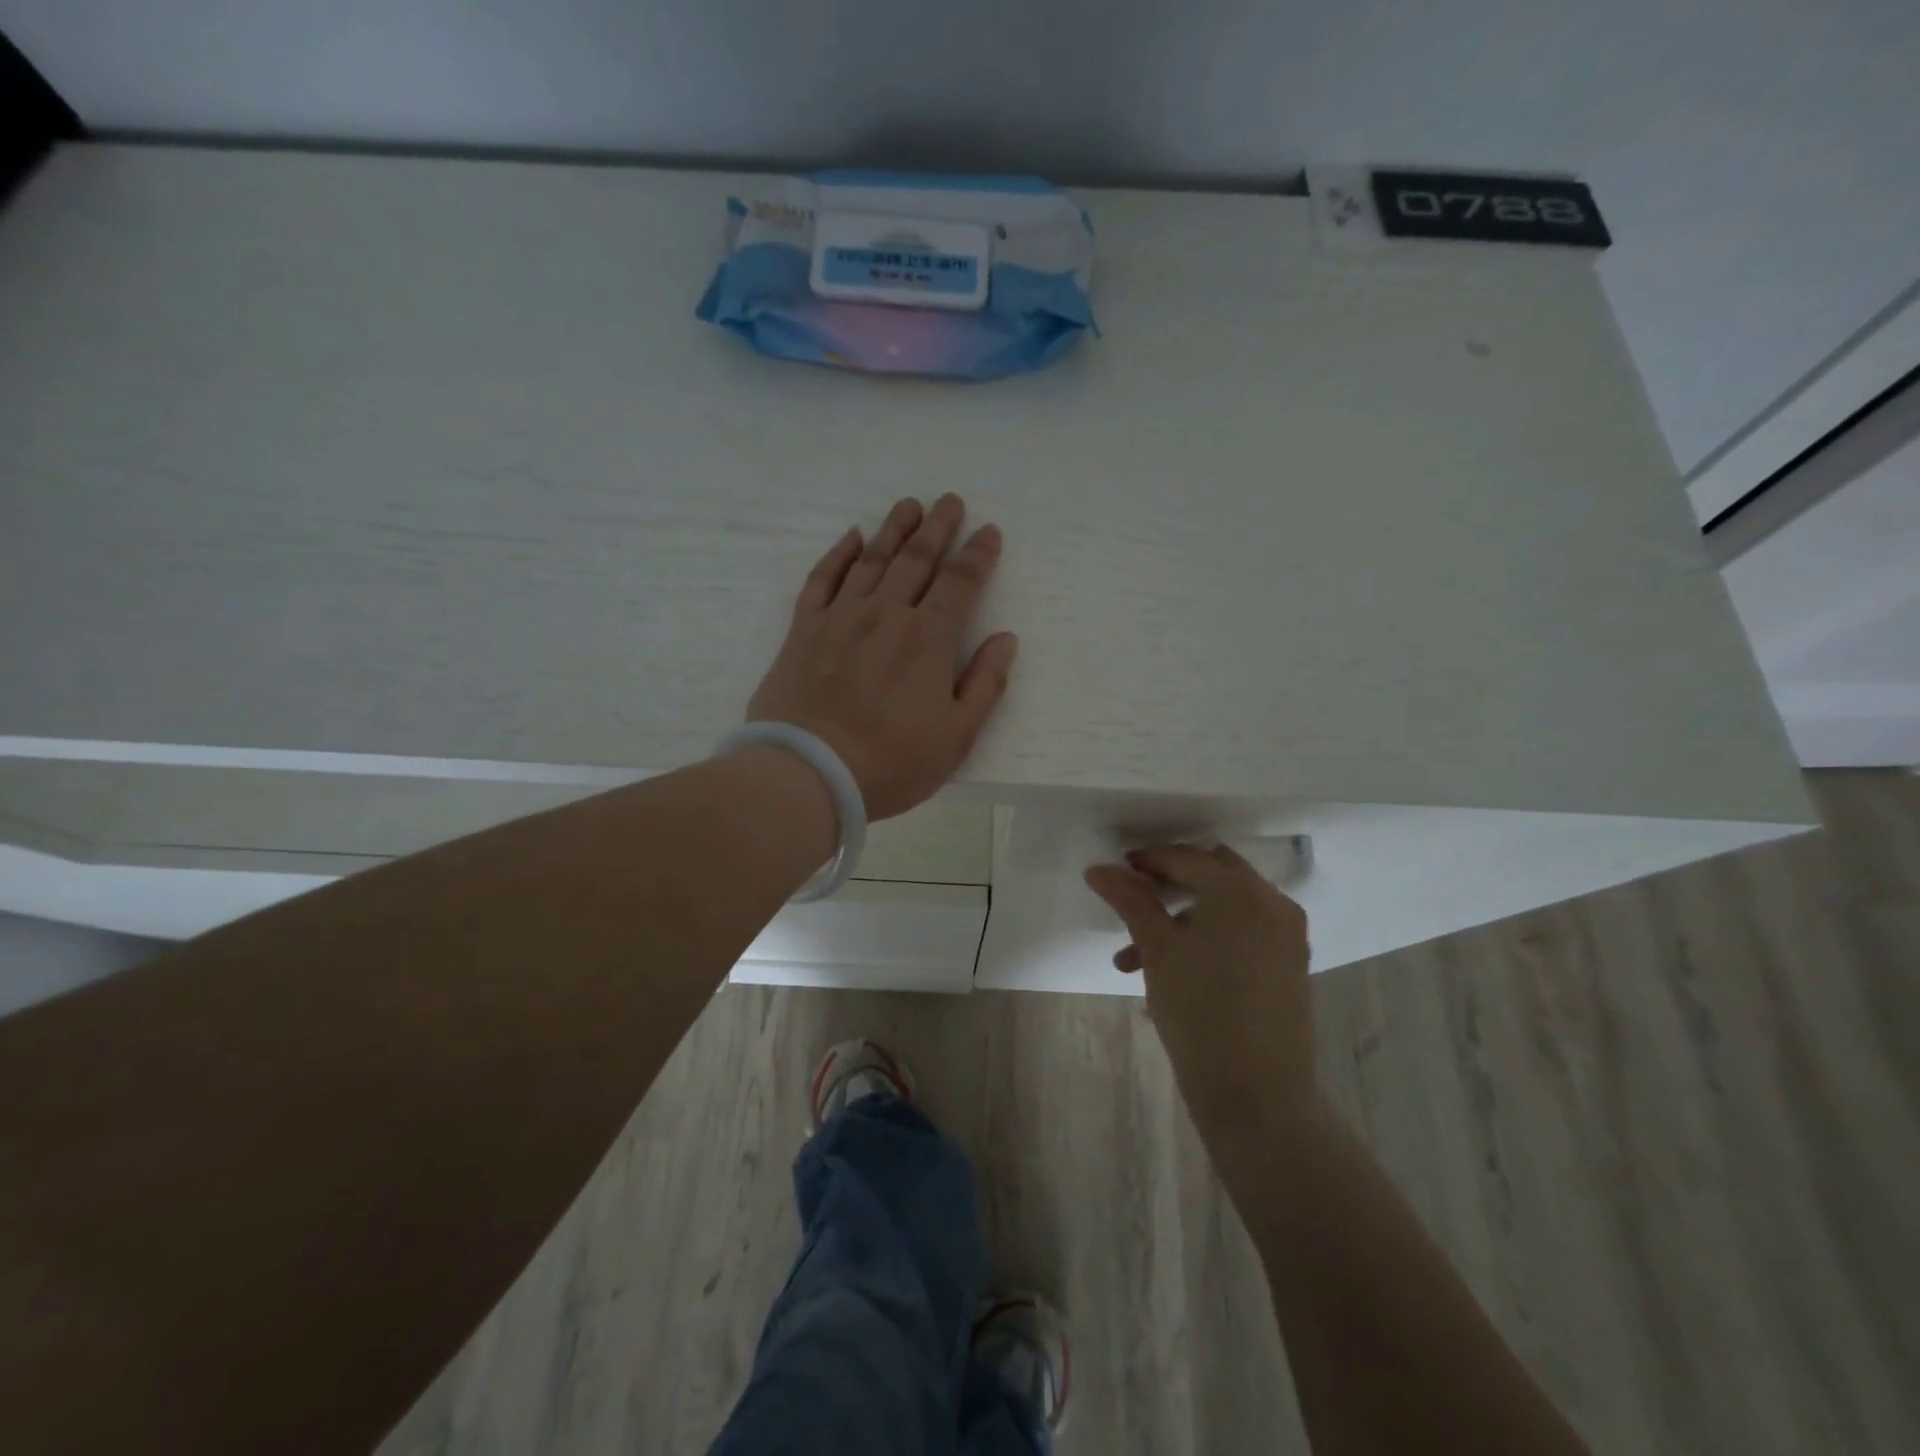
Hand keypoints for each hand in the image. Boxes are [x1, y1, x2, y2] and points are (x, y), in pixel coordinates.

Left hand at [747, 495, 1017, 821]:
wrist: (809, 772)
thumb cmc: (892, 762)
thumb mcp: (957, 736)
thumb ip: (986, 684)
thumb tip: (1005, 639)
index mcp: (929, 639)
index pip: (960, 583)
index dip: (977, 555)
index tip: (988, 531)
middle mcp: (887, 614)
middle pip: (916, 559)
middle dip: (937, 527)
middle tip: (950, 500)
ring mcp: (841, 617)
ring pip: (872, 560)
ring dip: (893, 529)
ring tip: (908, 505)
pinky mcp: (804, 629)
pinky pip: (823, 578)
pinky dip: (839, 554)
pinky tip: (852, 537)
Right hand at [1085, 845, 1313, 1149]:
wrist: (1257, 1094)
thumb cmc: (1199, 1011)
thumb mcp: (1157, 950)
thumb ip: (1130, 901)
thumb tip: (1098, 869)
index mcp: (1239, 891)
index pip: (1185, 858)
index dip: (1147, 861)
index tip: (1115, 873)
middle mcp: (1270, 902)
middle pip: (1212, 873)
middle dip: (1170, 884)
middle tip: (1134, 902)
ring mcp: (1287, 934)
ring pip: (1227, 905)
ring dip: (1184, 916)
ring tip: (1136, 958)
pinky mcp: (1290, 963)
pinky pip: (1245, 930)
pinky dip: (1212, 934)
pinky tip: (1177, 969)